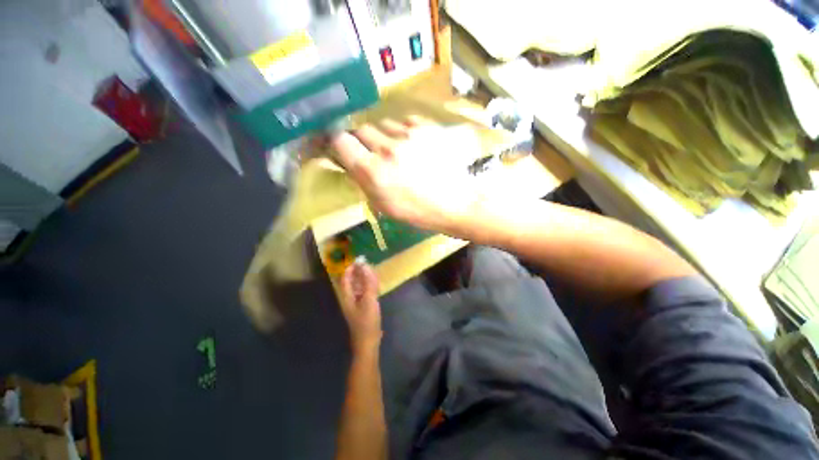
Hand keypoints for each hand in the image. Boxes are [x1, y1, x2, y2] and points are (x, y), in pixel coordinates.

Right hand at [330, 117, 483, 232]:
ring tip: (396, 150)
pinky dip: (402, 131)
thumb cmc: (417, 211)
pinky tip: (412, 144)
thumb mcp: (382, 204)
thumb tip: (348, 161)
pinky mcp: (427, 128)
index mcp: (374, 171)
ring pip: (383, 123)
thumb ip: (362, 180)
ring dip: (383, 135)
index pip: (340, 140)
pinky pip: (404, 121)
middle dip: (361, 139)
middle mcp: (387, 148)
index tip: (342, 147)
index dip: (337, 142)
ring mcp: (409, 135)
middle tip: (371, 152)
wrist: (453, 203)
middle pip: (361, 128)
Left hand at [339, 259, 381, 354]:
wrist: (368, 342)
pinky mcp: (363, 309)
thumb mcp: (369, 300)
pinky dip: (368, 287)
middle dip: (357, 273)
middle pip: (351, 282)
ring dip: (363, 279)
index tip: (357, 261)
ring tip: (371, 272)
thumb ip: (368, 283)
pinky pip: (364, 293)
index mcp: (347, 296)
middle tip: (366, 264)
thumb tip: (365, 266)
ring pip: (358, 288)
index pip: (345, 279)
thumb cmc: (366, 321)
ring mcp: (356, 304)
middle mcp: (350, 299)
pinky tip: (375, 285)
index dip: (349, 269)